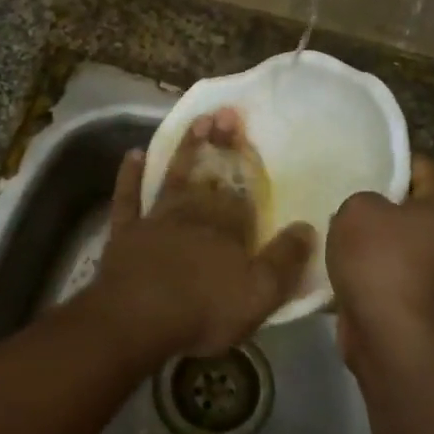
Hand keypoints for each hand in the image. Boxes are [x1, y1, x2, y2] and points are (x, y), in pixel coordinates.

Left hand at [83, 110, 314, 359]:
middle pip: (211, 176)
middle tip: (225, 113)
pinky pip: (128, 198)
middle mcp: (194, 215)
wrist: (136, 321)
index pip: (242, 190)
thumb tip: (307, 227)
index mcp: (228, 229)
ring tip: (197, 121)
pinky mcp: (126, 233)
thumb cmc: (202, 311)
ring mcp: (156, 220)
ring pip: (174, 177)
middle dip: (220, 145)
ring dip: (186, 151)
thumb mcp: (259, 295)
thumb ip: (284, 260)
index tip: (248, 130)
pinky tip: (133, 154)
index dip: (246, 161)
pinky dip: (130, 176)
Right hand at [327, 157, 433, 367]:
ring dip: (374, 243)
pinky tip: (345, 270)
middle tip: (342, 202)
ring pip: (402, 244)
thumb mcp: (358, 209)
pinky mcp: (427, 304)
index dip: (387, 163)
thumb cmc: (381, 261)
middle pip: (412, 207)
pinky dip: (374, 273)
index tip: (356, 167)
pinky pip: (395, 275)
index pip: (420, 166)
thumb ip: (362, 198)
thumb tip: (368, 215)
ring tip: (337, 236)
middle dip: (379, 206)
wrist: (393, 338)